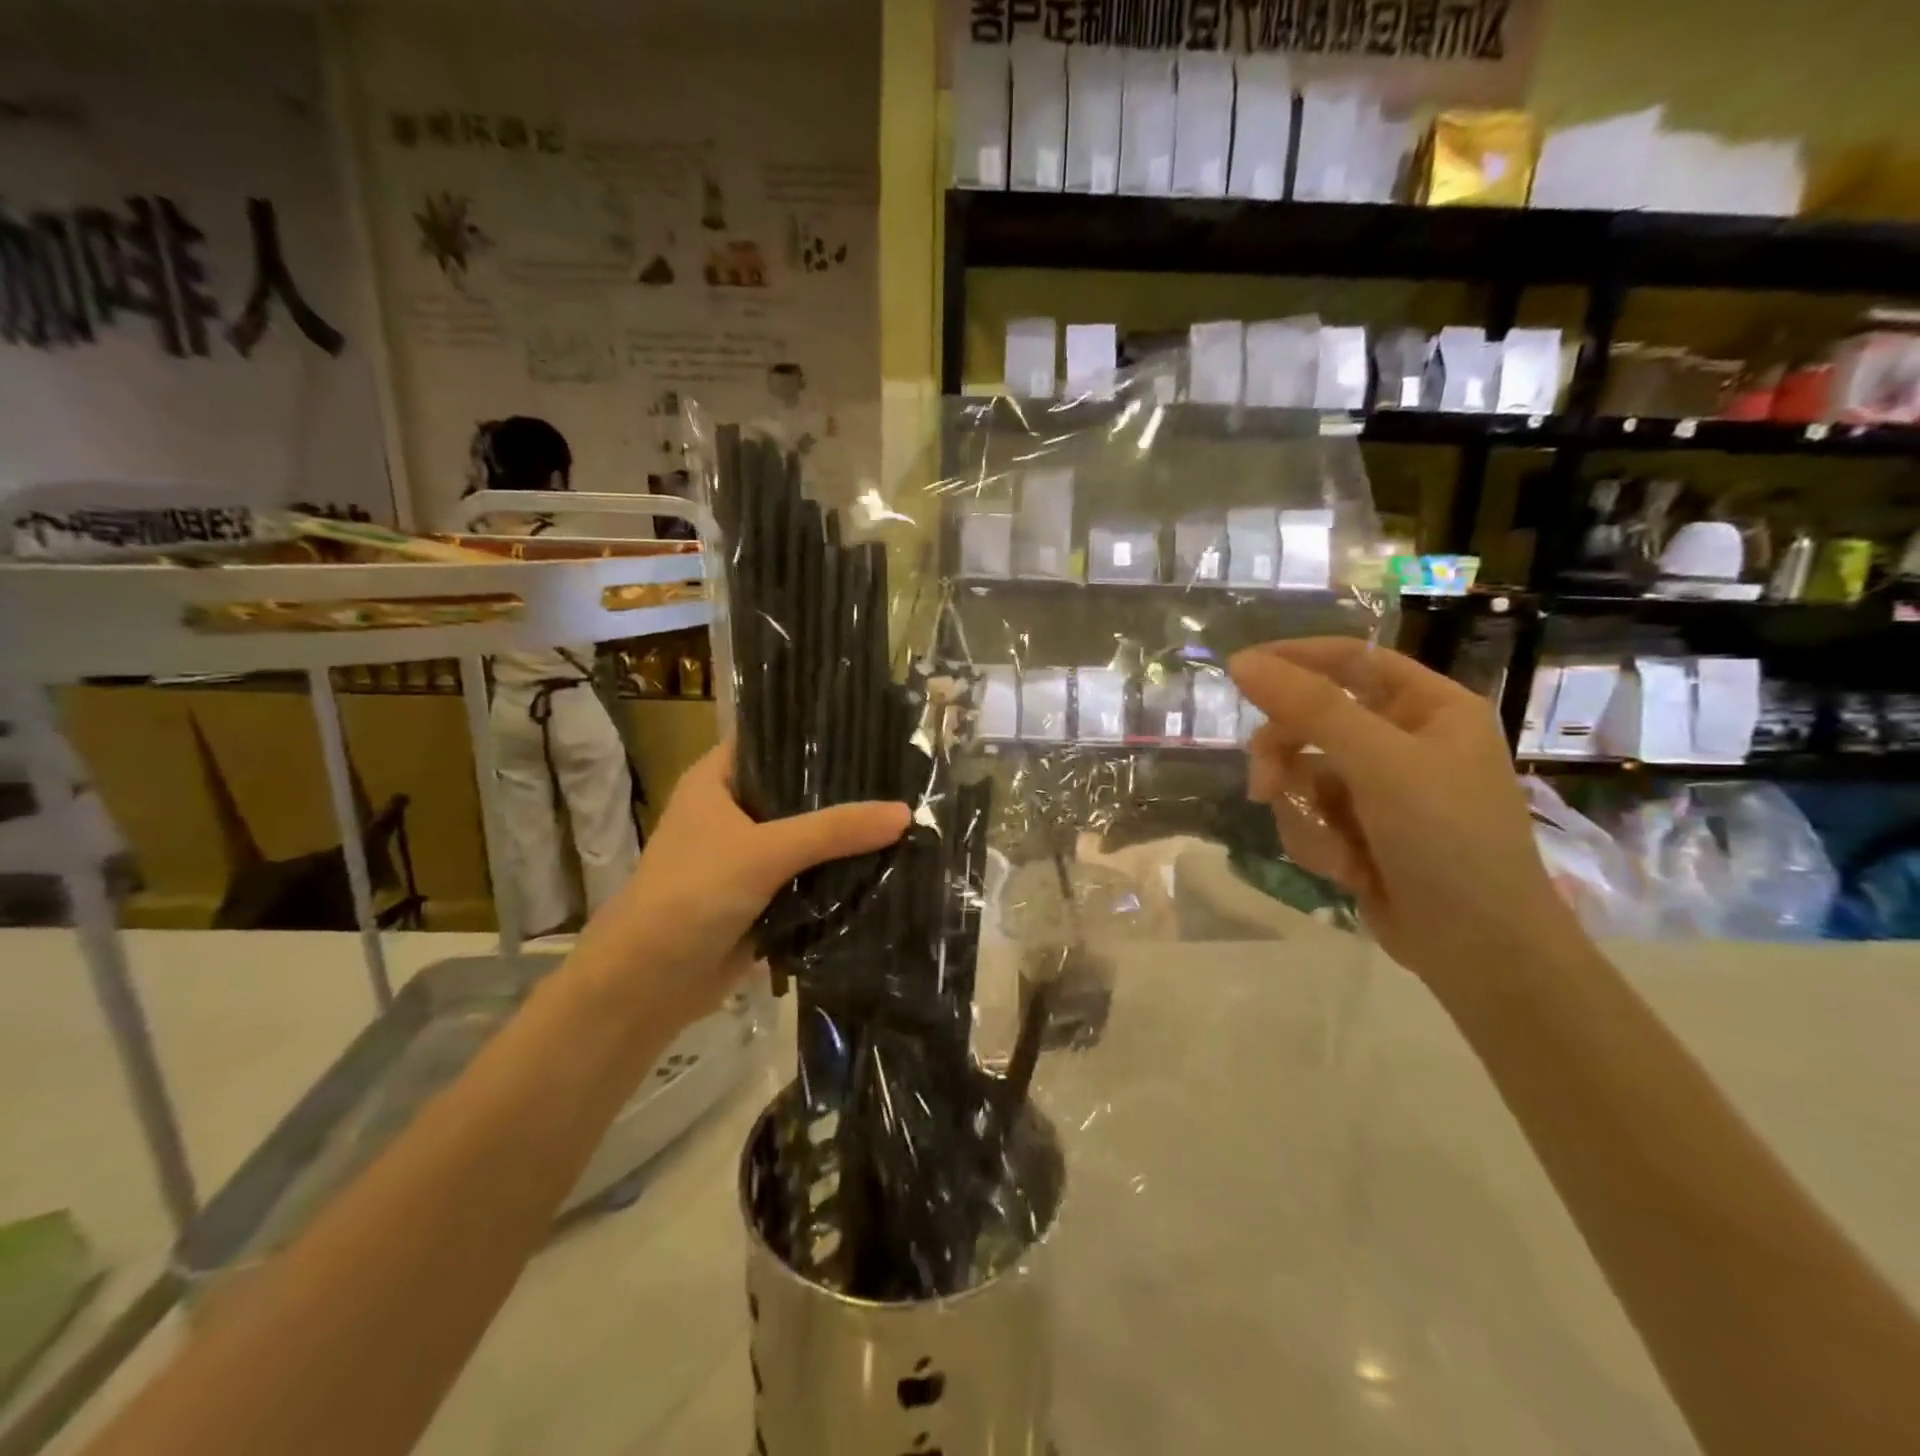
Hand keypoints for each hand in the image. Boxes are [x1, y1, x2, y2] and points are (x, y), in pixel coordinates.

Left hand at [567, 744, 910, 1032]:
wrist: (648, 985)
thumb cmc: (692, 895)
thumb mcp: (765, 852)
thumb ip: (834, 831)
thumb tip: (905, 812)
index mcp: (717, 781)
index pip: (772, 739)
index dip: (816, 733)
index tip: (871, 727)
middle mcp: (732, 811)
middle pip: (796, 790)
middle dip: (843, 789)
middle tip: (902, 774)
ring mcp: (747, 856)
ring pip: (806, 836)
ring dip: (844, 835)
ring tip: (904, 813)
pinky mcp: (762, 896)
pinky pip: (808, 876)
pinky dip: (837, 874)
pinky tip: (884, 862)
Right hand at [1229, 639, 1586, 994]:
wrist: (1479, 951)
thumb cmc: (1448, 841)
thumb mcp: (1380, 764)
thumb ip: (1310, 709)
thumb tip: (1241, 662)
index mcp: (1428, 707)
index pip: (1351, 659)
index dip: (1295, 659)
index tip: (1240, 671)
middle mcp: (1403, 740)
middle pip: (1312, 721)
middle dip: (1285, 759)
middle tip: (1265, 787)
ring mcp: (1380, 788)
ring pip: (1300, 774)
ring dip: (1305, 814)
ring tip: (1332, 850)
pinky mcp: (1359, 829)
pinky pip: (1308, 814)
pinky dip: (1317, 841)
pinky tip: (1346, 871)